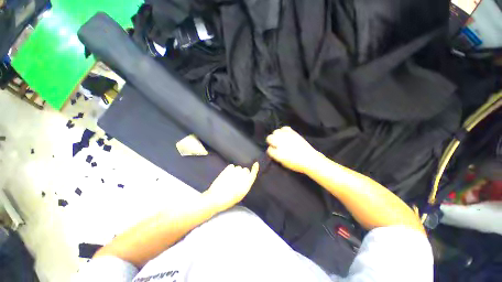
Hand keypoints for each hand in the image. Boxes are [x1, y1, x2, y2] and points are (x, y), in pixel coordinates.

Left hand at [203, 162, 258, 211]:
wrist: (215, 198)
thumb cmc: (228, 200)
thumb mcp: (240, 195)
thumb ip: (245, 185)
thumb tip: (246, 177)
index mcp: (246, 185)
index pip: (253, 174)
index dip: (255, 169)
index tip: (256, 164)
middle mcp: (242, 176)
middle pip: (245, 170)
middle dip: (243, 173)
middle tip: (237, 180)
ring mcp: (235, 172)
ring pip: (238, 167)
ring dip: (236, 171)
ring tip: (230, 179)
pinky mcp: (227, 169)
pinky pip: (232, 166)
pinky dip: (230, 169)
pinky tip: (227, 175)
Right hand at [266, 126, 322, 173]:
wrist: (310, 159)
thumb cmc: (296, 164)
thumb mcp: (283, 163)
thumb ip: (276, 156)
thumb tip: (273, 150)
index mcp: (278, 153)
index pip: (269, 149)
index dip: (271, 151)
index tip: (273, 152)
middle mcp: (280, 144)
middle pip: (269, 138)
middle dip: (271, 141)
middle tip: (275, 144)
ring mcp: (287, 137)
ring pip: (276, 132)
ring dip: (276, 135)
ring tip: (280, 139)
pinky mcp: (293, 133)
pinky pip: (284, 128)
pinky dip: (283, 131)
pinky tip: (285, 135)